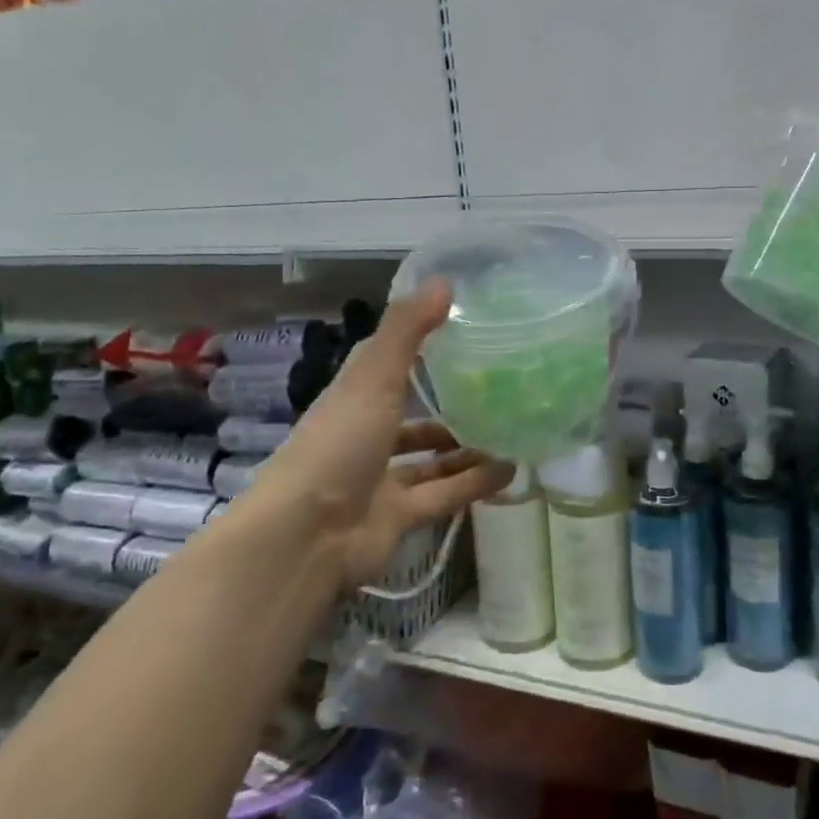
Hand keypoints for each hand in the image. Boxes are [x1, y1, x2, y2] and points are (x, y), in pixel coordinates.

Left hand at [250, 282, 513, 586]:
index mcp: (354, 399)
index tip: (461, 332)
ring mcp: (381, 480)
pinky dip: (475, 483)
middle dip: (449, 406)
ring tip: (512, 431)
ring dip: (468, 448)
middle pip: (411, 416)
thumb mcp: (373, 378)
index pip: (387, 365)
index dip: (418, 347)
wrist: (305, 537)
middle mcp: (366, 436)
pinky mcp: (399, 517)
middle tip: (498, 390)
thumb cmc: (338, 444)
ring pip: (432, 460)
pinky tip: (511, 470)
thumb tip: (444, 280)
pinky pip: (445, 494)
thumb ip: (407, 330)